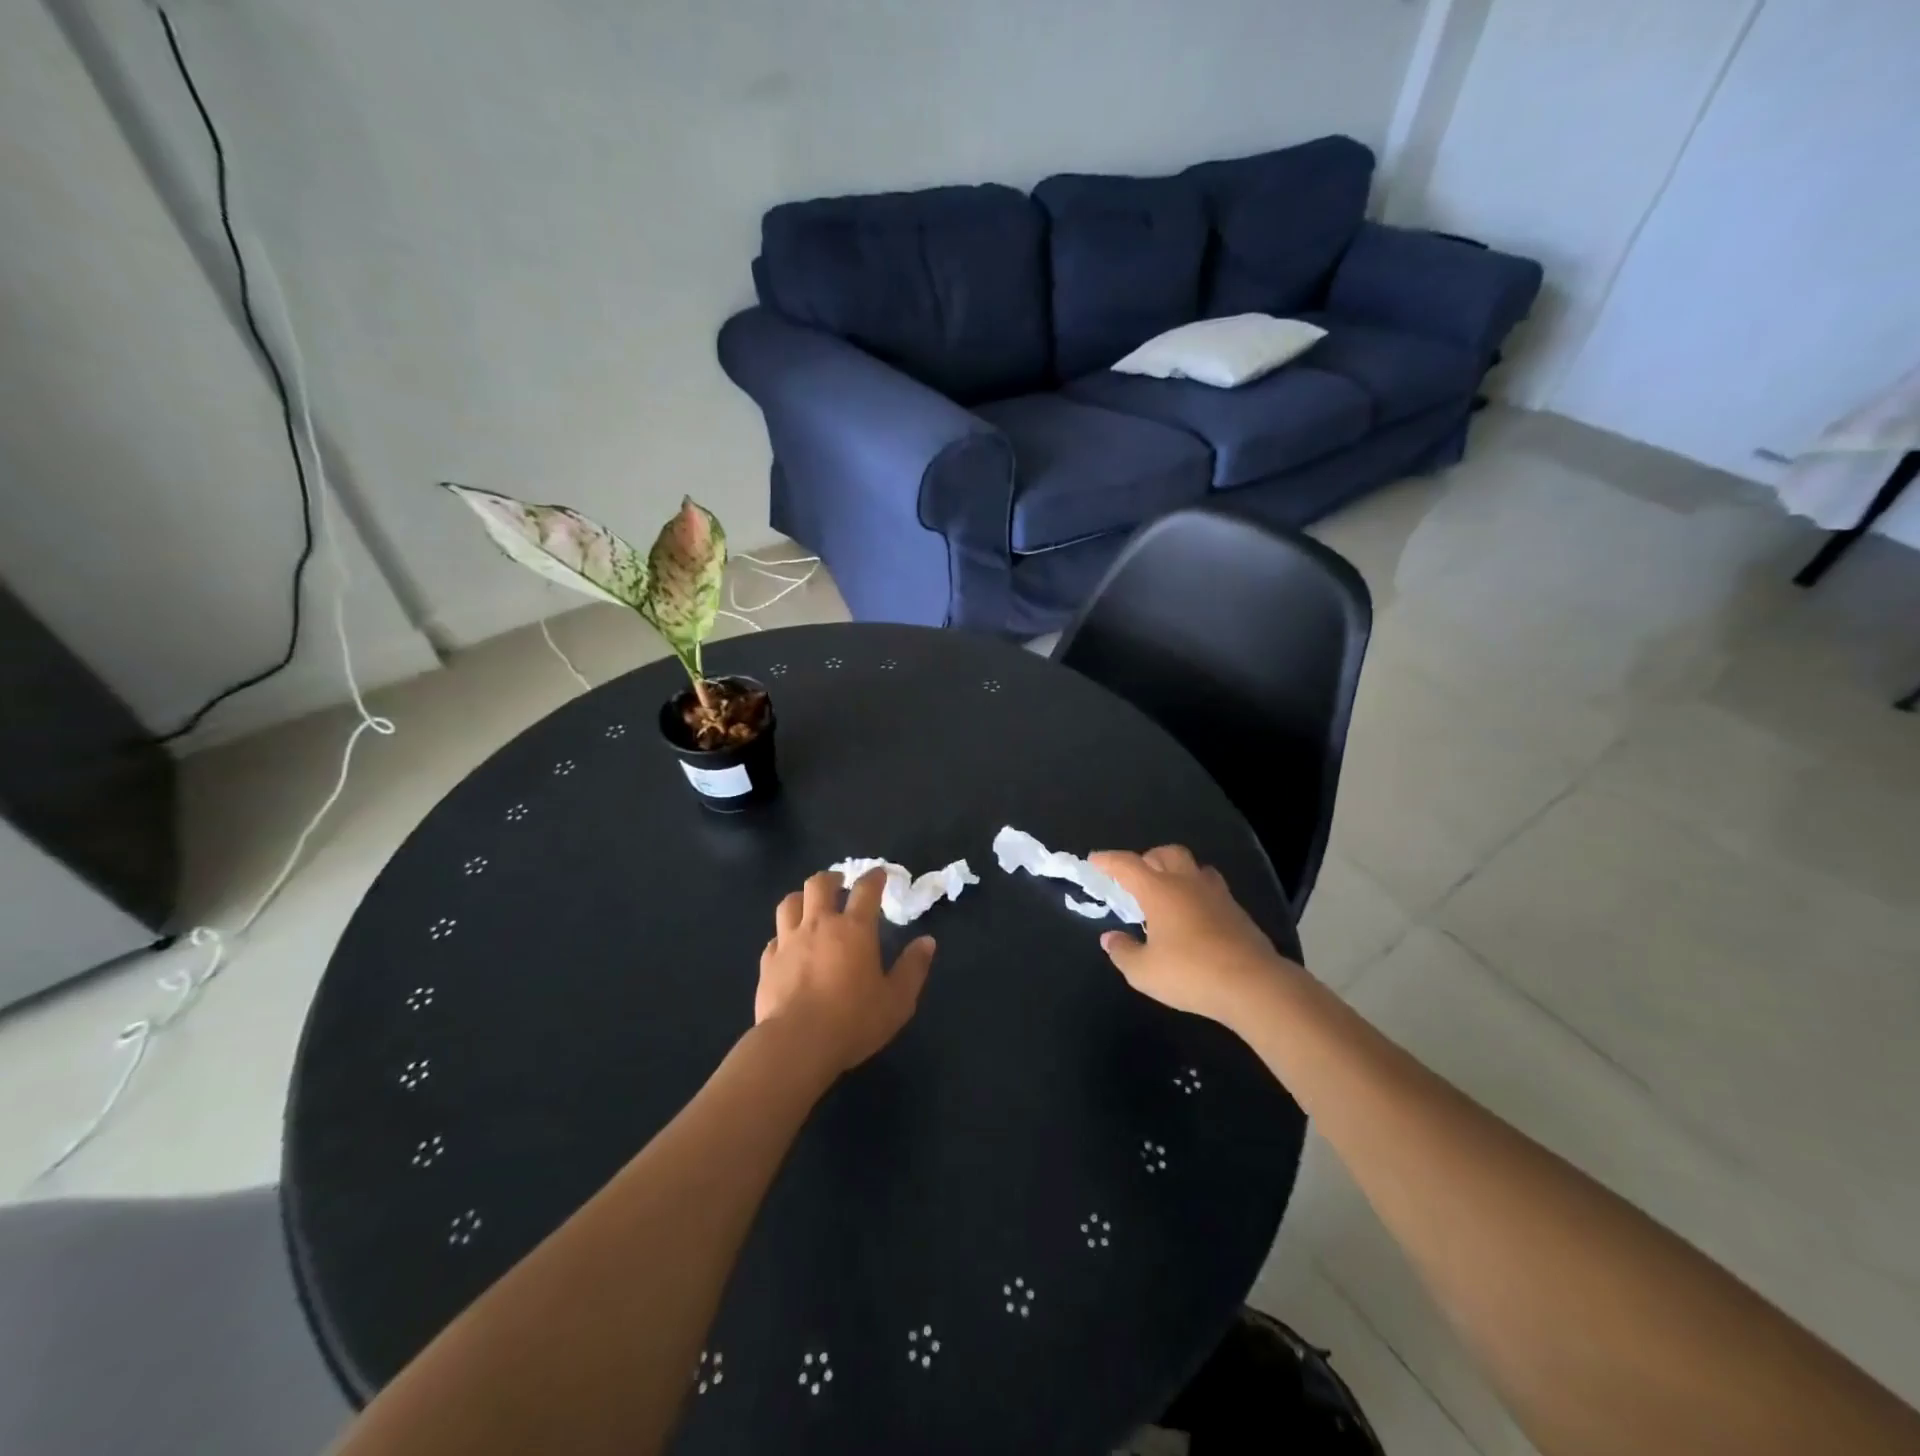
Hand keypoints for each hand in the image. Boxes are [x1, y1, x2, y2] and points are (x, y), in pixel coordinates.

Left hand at [755, 868, 934, 1076]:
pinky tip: (787, 946)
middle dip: (832, 879)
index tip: (880, 874)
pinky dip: (783, 936)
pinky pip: (774, 938)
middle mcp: (819, 925)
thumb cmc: (853, 1020)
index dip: (874, 877)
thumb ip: (913, 968)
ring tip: (809, 905)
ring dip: (802, 898)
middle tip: (840, 884)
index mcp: (854, 929)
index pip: (866, 889)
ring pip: (790, 903)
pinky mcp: (767, 963)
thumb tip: (927, 941)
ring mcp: (789, 942)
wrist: (797, 1044)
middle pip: (820, 884)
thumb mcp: (897, 1000)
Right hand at [1089, 846, 1296, 1027]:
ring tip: (1167, 892)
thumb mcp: (1144, 971)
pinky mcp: (1237, 911)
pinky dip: (1197, 892)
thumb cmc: (1191, 973)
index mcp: (1159, 890)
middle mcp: (1187, 883)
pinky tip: (1193, 914)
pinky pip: (1212, 888)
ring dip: (1177, 871)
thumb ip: (1123, 951)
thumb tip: (1110, 938)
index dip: (1108, 860)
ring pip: (1194, 867)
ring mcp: (1216, 895)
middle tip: (1136, 877)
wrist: (1254, 985)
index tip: (1094, 860)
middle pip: (1166, 853)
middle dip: (1147, 859)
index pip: (1127, 865)